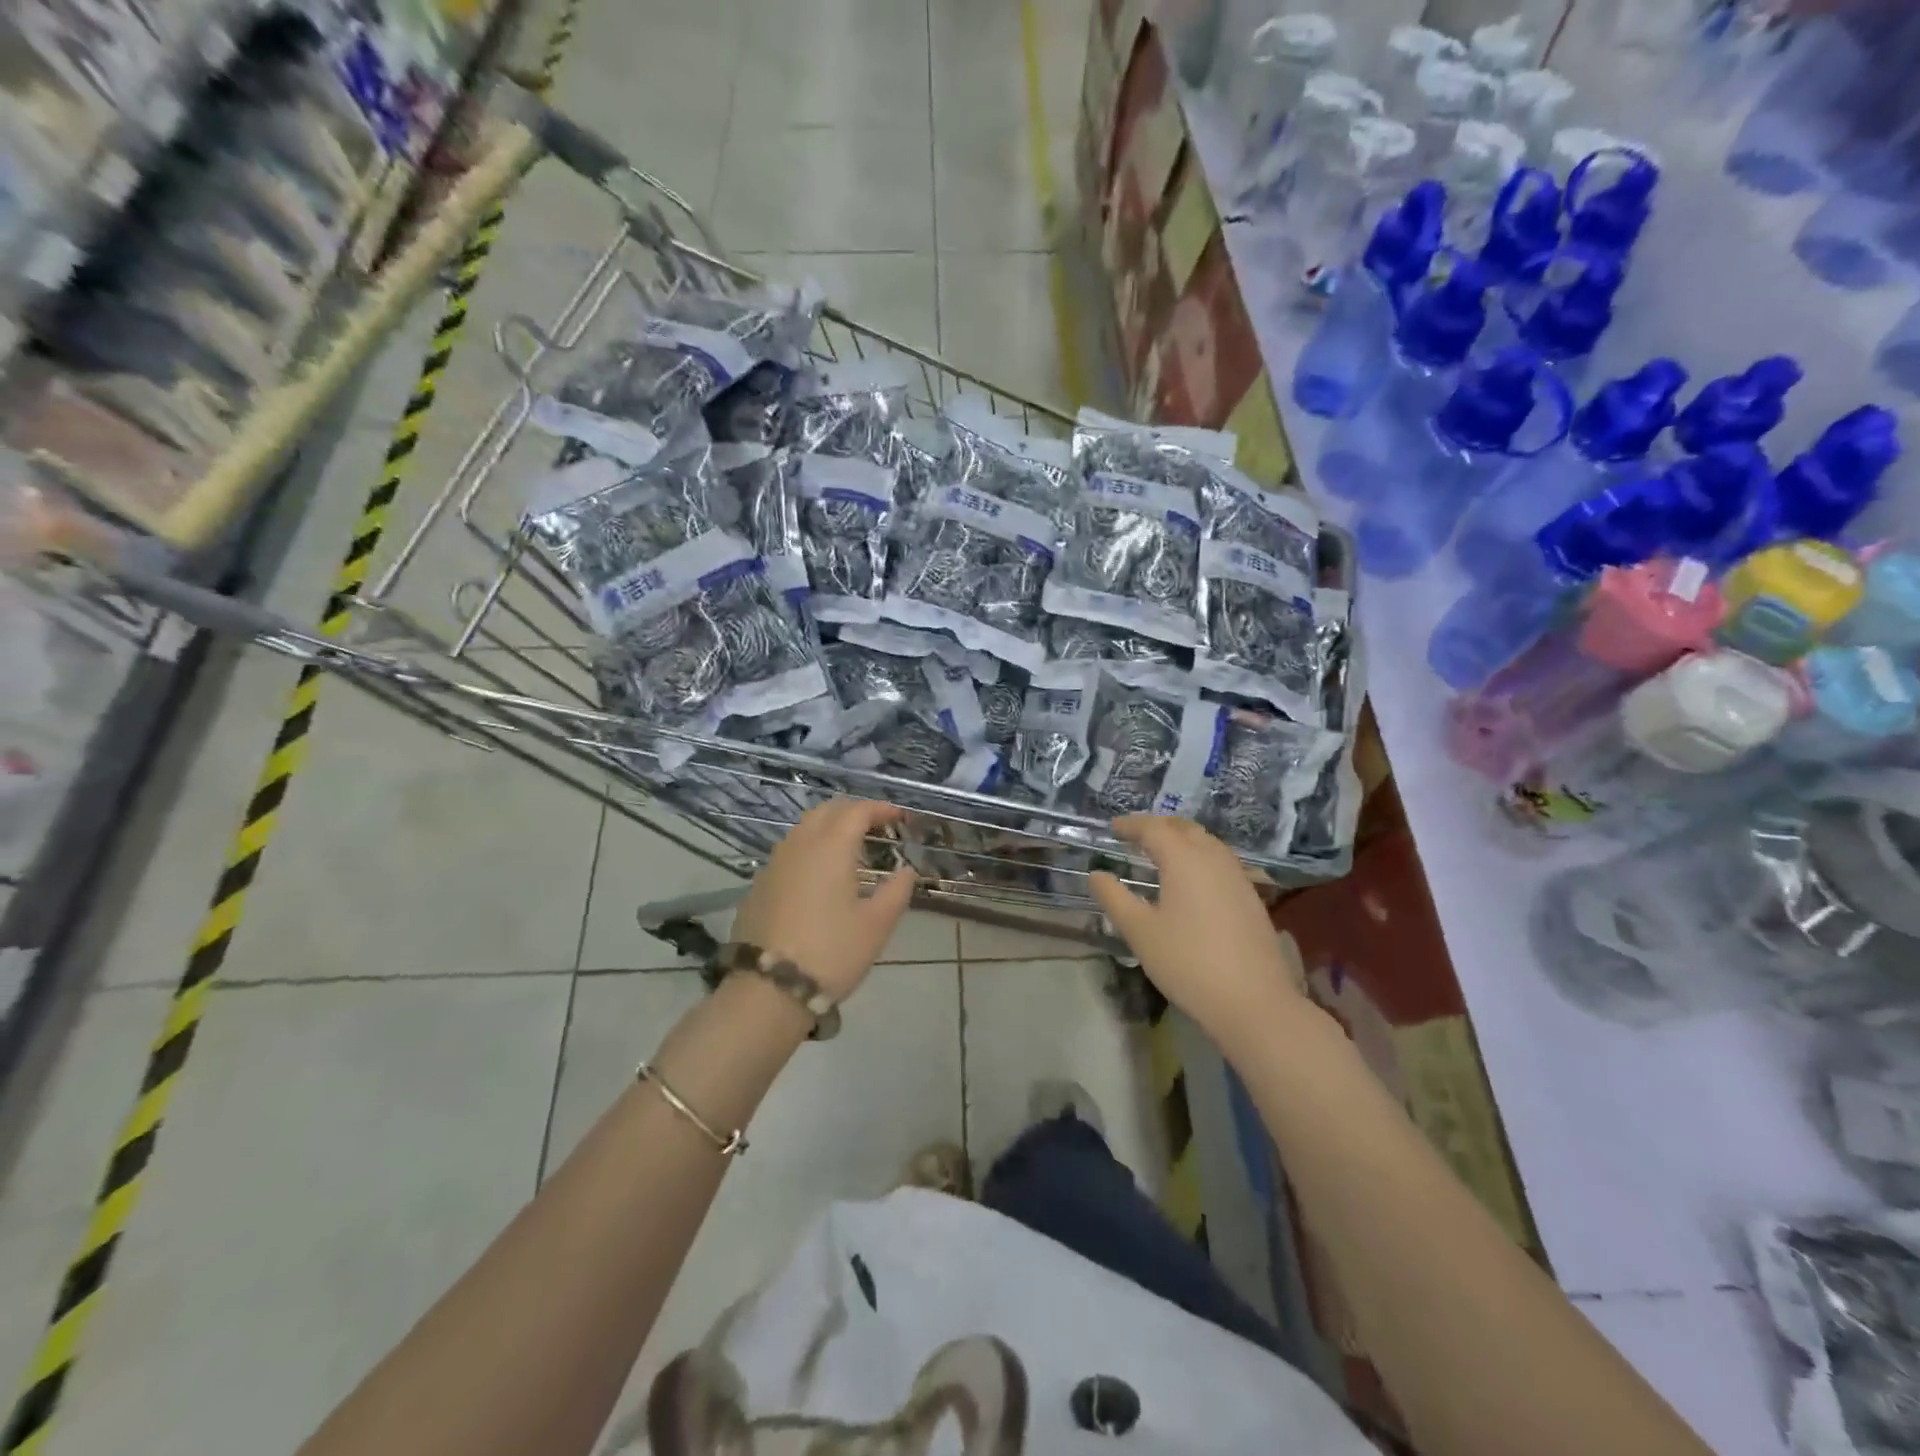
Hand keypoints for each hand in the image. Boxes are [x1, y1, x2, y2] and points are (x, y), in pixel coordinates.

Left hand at [732, 799, 916, 1001]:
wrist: (768, 989)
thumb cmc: (831, 953)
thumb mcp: (876, 925)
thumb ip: (896, 891)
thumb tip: (906, 871)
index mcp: (831, 847)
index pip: (857, 811)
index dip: (881, 809)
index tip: (900, 819)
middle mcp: (799, 844)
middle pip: (827, 811)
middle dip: (854, 812)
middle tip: (877, 827)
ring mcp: (774, 863)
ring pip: (804, 828)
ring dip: (830, 827)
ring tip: (852, 849)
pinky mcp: (759, 884)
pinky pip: (790, 850)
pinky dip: (811, 848)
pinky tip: (821, 874)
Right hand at [1088, 816, 1307, 1047]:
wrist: (1254, 1001)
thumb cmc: (1188, 962)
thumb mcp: (1140, 932)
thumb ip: (1114, 898)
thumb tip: (1096, 874)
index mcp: (1184, 859)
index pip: (1154, 828)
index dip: (1131, 825)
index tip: (1113, 828)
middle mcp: (1214, 858)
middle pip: (1184, 828)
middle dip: (1159, 826)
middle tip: (1136, 836)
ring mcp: (1238, 877)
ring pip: (1207, 843)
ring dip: (1182, 839)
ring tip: (1162, 853)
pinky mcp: (1251, 897)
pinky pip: (1221, 861)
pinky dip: (1200, 857)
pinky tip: (1193, 880)